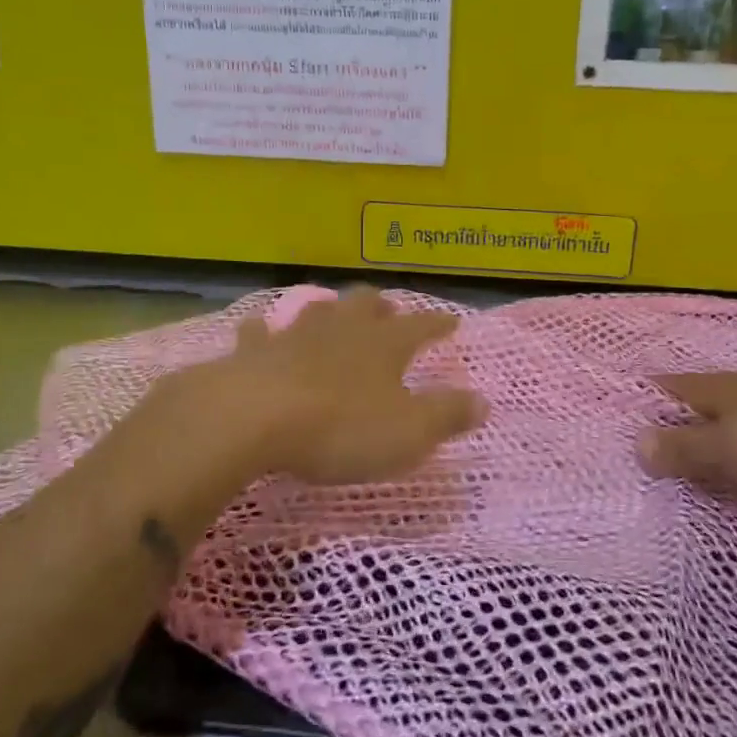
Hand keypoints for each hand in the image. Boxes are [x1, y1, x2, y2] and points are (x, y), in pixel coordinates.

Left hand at [175, 287, 486, 485]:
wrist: (255, 418)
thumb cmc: (341, 427)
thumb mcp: (409, 431)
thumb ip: (447, 415)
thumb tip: (483, 401)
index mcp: (384, 345)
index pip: (420, 327)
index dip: (437, 324)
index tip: (452, 321)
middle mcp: (342, 330)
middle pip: (365, 305)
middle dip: (380, 306)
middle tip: (388, 310)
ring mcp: (294, 336)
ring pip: (317, 310)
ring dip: (329, 310)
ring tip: (334, 313)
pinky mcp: (253, 352)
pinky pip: (259, 334)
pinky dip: (262, 332)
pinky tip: (257, 329)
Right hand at [638, 373, 736, 506]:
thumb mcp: (736, 449)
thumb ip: (687, 447)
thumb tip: (635, 442)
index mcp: (723, 389)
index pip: (669, 387)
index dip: (642, 400)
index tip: (614, 422)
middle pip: (696, 406)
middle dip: (670, 425)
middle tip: (640, 457)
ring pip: (728, 426)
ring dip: (705, 444)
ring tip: (681, 473)